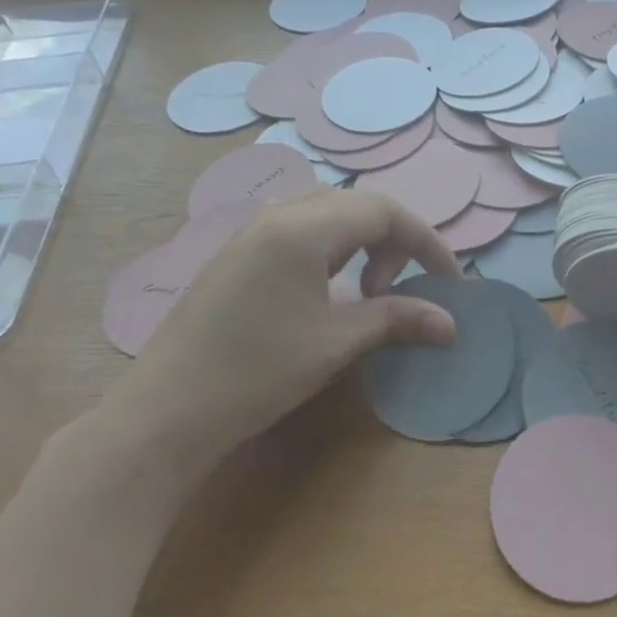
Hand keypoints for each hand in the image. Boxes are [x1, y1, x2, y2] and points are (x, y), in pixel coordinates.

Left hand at [99, 187, 461, 478]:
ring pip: (325, 213)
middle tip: (401, 287)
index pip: (383, 211)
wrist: (166, 412)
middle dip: (393, 239)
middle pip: (355, 204)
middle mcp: (276, 216)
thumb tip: (450, 324)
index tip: (448, 280)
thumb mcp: (336, 343)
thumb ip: (397, 320)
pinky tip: (327, 291)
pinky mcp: (236, 255)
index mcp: (302, 228)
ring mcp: (250, 234)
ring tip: (367, 288)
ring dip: (360, 241)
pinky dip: (330, 249)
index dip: (425, 241)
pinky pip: (298, 230)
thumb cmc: (257, 372)